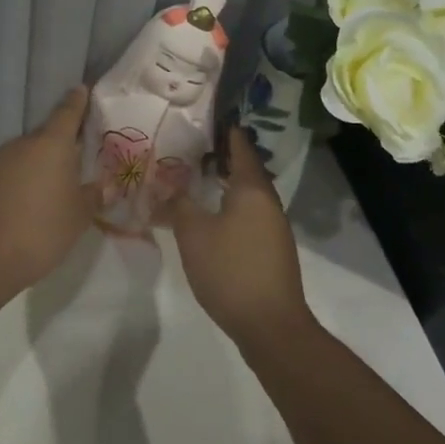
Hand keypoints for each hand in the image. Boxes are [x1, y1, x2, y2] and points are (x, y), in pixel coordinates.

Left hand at [0, 86, 95, 287]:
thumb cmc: (42, 230)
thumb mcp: (78, 217)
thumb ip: (94, 197)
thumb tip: (105, 186)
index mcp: (51, 145)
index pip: (67, 112)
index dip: (77, 101)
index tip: (81, 89)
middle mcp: (21, 144)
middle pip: (44, 137)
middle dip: (58, 147)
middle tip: (73, 162)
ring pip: (22, 157)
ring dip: (35, 168)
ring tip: (47, 192)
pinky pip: (3, 176)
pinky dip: (14, 185)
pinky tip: (20, 209)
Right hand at [170, 126, 311, 344]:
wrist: (270, 325)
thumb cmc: (230, 270)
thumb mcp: (193, 234)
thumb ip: (179, 204)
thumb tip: (169, 185)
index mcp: (252, 190)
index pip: (241, 148)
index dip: (227, 132)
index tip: (210, 119)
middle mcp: (269, 203)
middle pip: (248, 170)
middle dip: (225, 158)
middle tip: (196, 148)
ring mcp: (275, 228)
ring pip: (250, 195)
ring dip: (229, 184)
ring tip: (201, 178)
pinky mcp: (273, 250)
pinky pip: (251, 215)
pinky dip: (233, 206)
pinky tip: (214, 216)